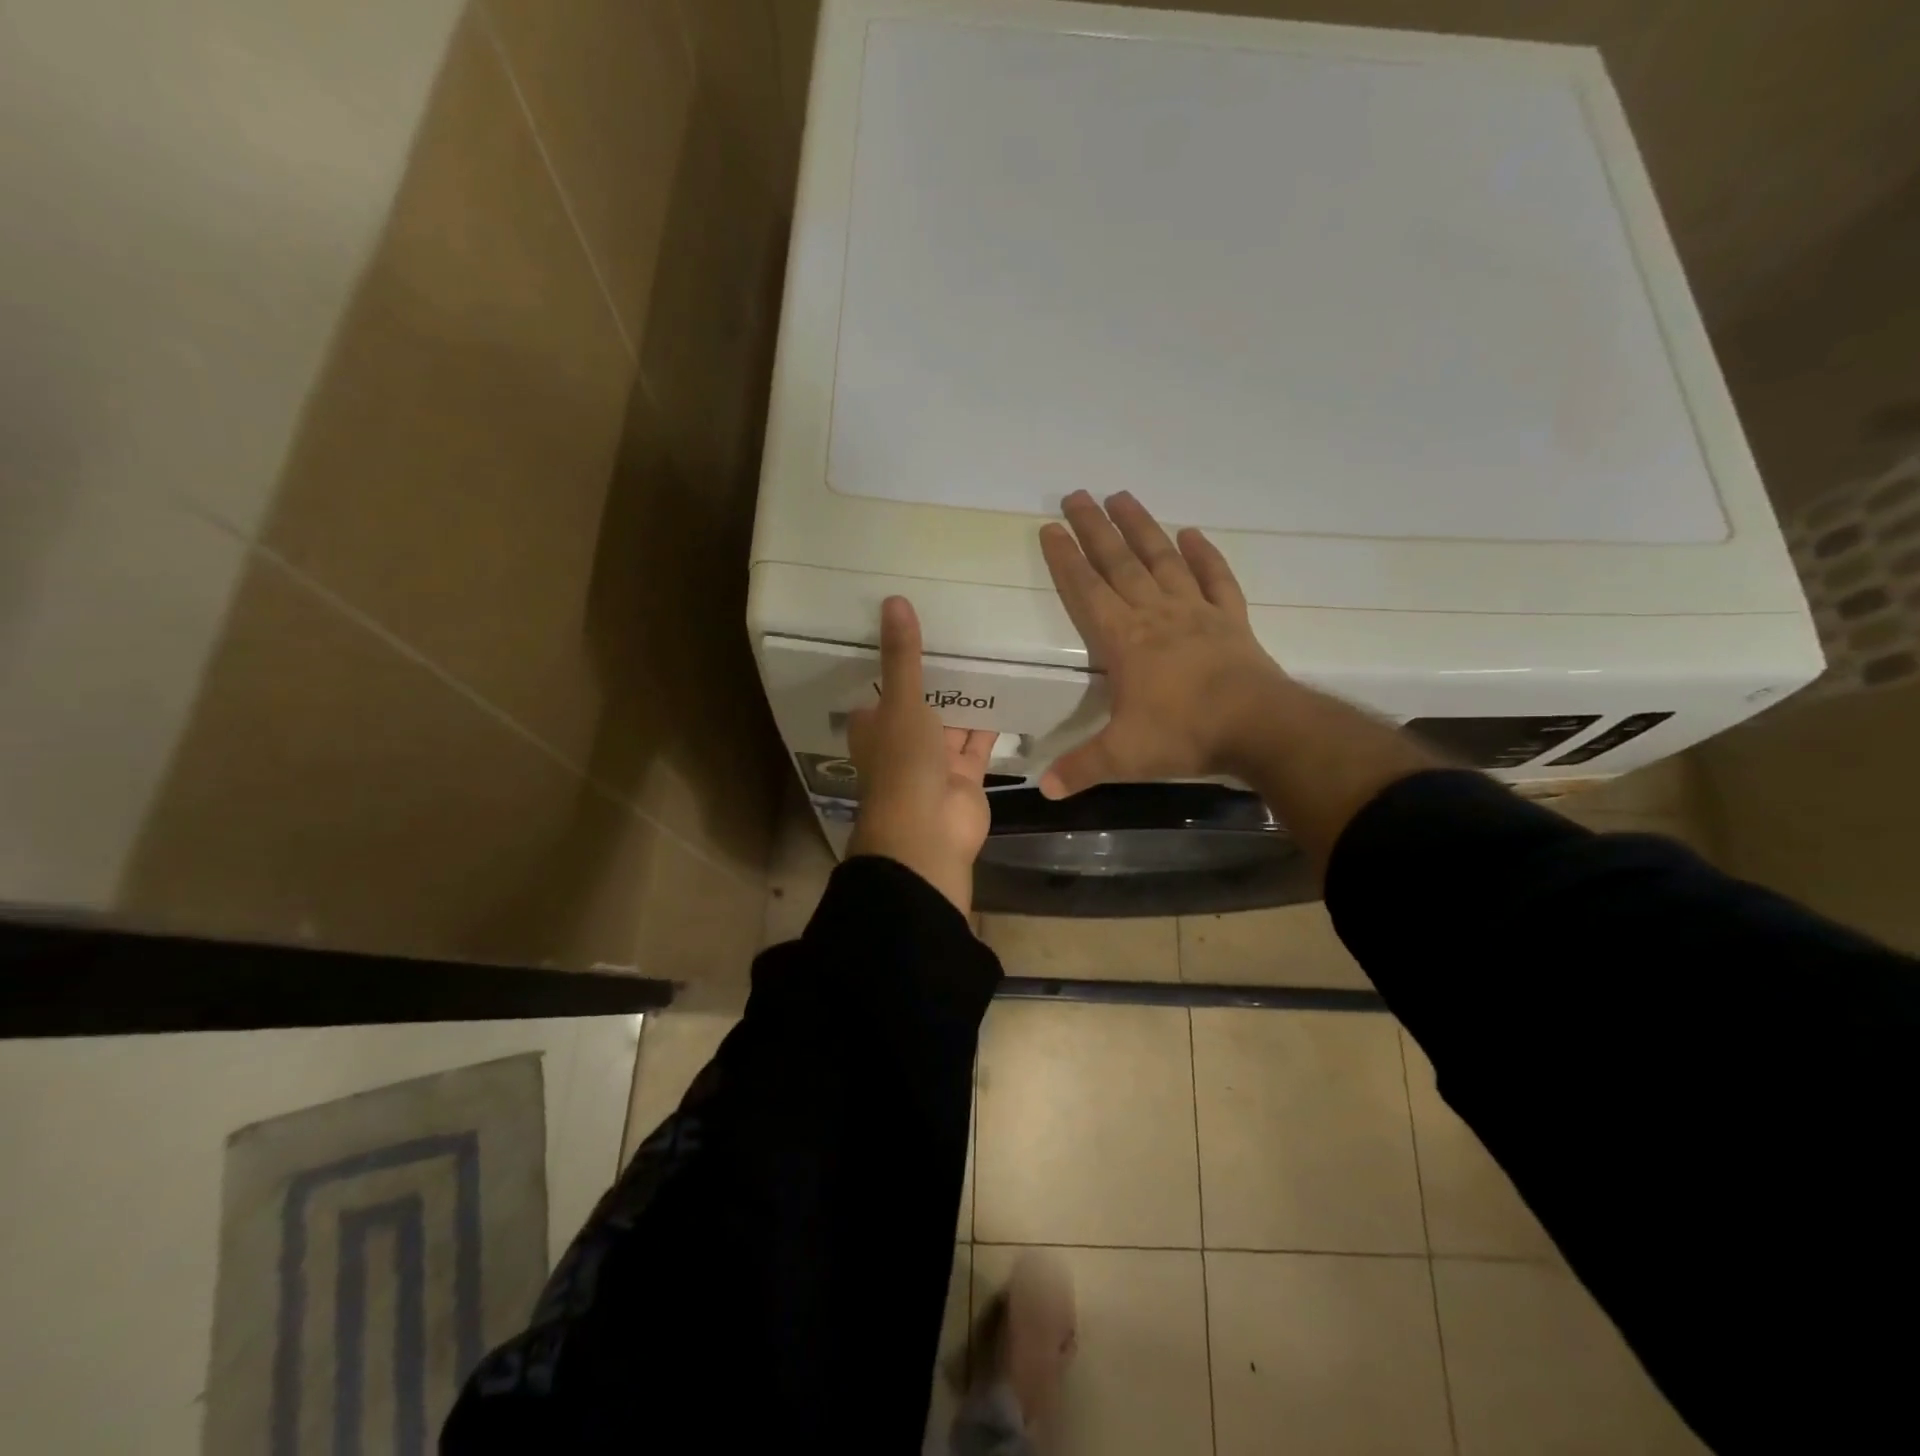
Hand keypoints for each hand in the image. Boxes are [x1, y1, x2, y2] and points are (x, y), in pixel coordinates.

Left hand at [847, 596, 995, 915]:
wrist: (928, 833)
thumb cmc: (903, 764)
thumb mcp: (900, 702)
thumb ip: (902, 656)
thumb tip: (893, 600)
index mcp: (875, 726)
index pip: (880, 689)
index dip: (892, 662)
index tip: (912, 625)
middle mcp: (902, 742)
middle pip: (920, 704)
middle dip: (937, 678)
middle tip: (961, 631)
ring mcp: (935, 761)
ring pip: (951, 723)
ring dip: (965, 699)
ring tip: (988, 653)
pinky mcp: (966, 775)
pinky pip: (979, 742)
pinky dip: (991, 723)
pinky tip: (1008, 692)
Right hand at [1038, 490, 1293, 798]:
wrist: (1259, 727)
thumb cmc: (1185, 735)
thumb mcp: (1124, 757)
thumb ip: (1082, 768)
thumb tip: (1045, 790)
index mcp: (1125, 641)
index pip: (1087, 591)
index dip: (1066, 560)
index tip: (1050, 528)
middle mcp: (1156, 615)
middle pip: (1120, 563)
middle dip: (1095, 529)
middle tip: (1076, 494)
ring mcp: (1196, 613)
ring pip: (1162, 560)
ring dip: (1141, 528)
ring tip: (1122, 497)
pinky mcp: (1230, 620)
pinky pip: (1215, 579)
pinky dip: (1204, 555)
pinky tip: (1192, 533)